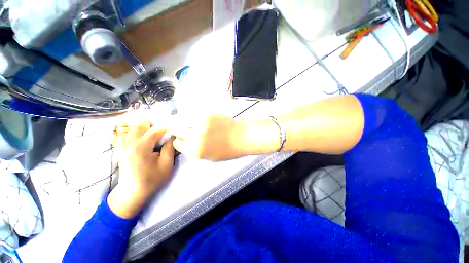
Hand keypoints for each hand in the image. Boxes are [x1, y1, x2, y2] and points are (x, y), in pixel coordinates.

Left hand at [108, 120, 174, 218]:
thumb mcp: (166, 165)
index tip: (174, 130)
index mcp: (141, 147)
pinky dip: (128, 129)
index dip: (167, 128)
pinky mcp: (118, 146)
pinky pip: (119, 131)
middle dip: (154, 125)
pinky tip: (137, 133)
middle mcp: (129, 142)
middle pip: (142, 123)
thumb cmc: (152, 179)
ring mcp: (121, 143)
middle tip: (162, 134)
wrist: (132, 191)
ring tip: (153, 135)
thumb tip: (173, 136)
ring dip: (144, 127)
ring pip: (132, 125)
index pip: (156, 129)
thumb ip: (170, 148)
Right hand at [171, 114, 249, 160]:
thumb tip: (188, 143)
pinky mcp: (208, 114)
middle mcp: (196, 138)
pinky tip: (205, 119)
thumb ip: (197, 151)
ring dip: (185, 119)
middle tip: (180, 125)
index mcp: (196, 152)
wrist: (243, 137)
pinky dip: (197, 115)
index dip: (179, 140)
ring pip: (184, 118)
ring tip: (194, 121)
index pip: (177, 144)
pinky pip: (196, 112)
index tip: (181, 137)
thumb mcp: (212, 157)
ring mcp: (201, 124)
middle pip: (176, 128)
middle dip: (176, 127)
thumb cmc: (230, 150)